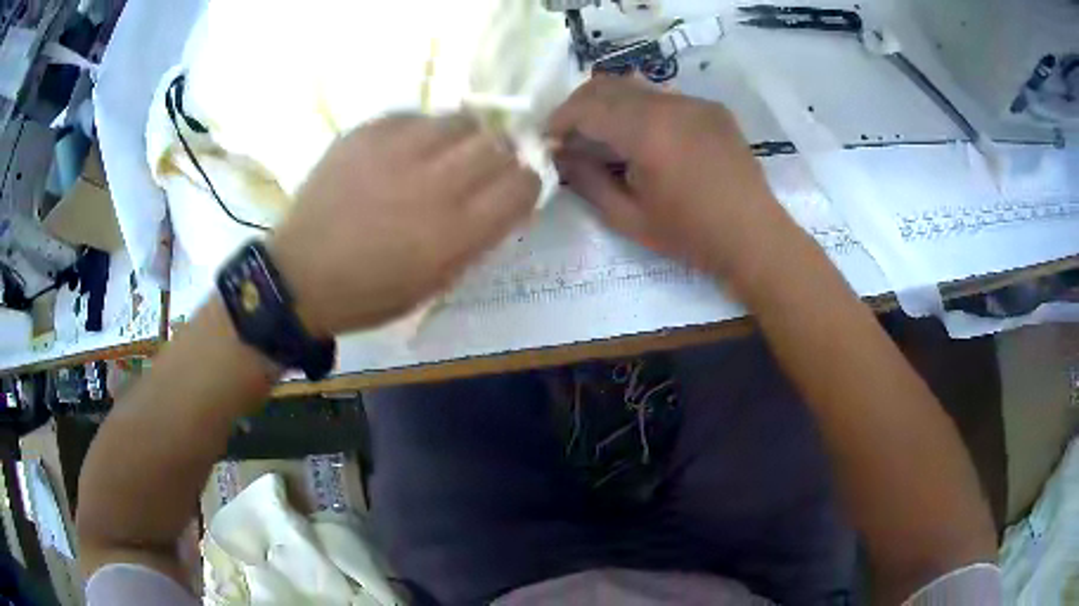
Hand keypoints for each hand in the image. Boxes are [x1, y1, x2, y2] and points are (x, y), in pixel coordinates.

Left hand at [269, 114, 539, 335]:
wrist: (301, 276)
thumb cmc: (371, 291)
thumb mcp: (437, 281)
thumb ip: (478, 238)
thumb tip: (504, 199)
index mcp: (456, 232)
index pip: (522, 184)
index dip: (526, 182)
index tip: (514, 188)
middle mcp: (434, 184)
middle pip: (497, 144)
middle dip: (501, 155)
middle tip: (482, 167)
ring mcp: (397, 152)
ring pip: (460, 120)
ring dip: (464, 137)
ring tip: (445, 153)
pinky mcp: (365, 134)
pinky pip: (415, 116)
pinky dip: (421, 131)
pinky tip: (404, 150)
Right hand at [549, 76, 799, 285]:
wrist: (754, 237)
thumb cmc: (691, 235)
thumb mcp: (628, 218)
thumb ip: (587, 181)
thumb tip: (560, 156)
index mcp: (647, 132)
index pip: (586, 107)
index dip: (559, 120)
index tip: (548, 140)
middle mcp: (670, 105)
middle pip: (607, 85)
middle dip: (579, 106)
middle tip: (570, 135)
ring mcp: (694, 102)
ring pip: (635, 86)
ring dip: (610, 104)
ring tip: (604, 135)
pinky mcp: (711, 108)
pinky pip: (664, 96)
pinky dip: (642, 109)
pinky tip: (646, 137)